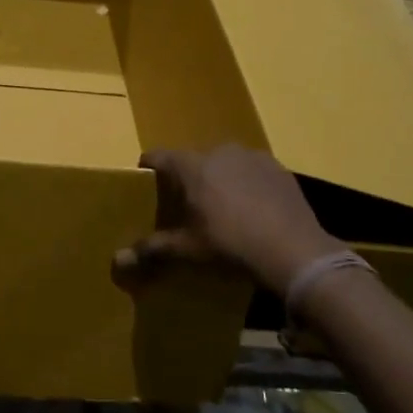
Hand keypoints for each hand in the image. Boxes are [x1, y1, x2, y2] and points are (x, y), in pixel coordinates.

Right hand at [112, 146, 344, 295]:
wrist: (295, 251)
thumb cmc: (231, 245)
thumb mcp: (188, 250)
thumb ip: (151, 249)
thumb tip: (117, 261)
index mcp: (192, 166)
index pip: (158, 156)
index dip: (148, 169)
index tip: (144, 184)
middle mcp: (220, 151)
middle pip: (192, 159)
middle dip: (186, 179)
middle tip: (184, 206)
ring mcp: (252, 157)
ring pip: (223, 163)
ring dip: (217, 179)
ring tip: (221, 209)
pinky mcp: (278, 168)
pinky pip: (251, 171)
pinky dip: (246, 184)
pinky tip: (252, 211)